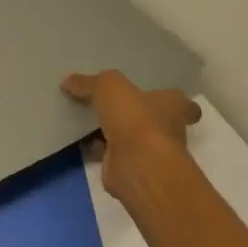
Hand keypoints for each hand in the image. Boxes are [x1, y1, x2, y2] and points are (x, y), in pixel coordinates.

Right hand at [62, 69, 200, 199]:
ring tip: (85, 121)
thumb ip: (90, 82)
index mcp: (175, 106)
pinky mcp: (129, 167)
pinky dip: (97, 149)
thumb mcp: (109, 87)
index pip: (179, 101)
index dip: (165, 97)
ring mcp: (149, 151)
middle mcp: (168, 129)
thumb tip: (67, 80)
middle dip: (133, 115)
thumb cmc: (136, 120)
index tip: (149, 95)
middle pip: (151, 119)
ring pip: (129, 137)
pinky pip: (110, 153)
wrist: (136, 165)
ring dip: (112, 133)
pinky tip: (78, 141)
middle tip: (108, 105)